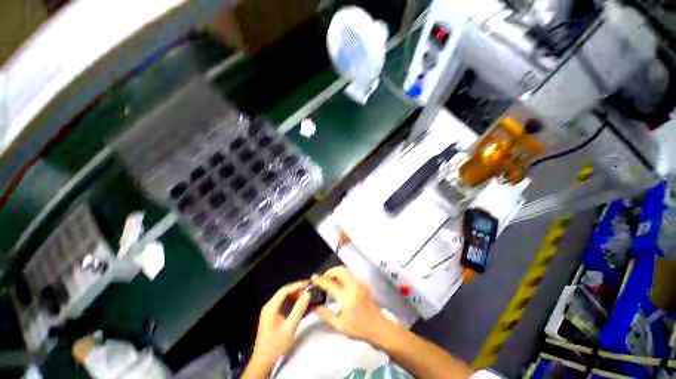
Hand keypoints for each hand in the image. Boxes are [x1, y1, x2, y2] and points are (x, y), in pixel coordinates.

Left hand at [247, 281, 310, 375]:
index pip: (285, 290)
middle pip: (284, 292)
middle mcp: (269, 306)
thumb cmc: (276, 344)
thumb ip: (299, 309)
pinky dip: (291, 301)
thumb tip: (308, 294)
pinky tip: (298, 303)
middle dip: (297, 289)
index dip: (297, 285)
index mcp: (271, 307)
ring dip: (294, 295)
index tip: (308, 283)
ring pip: (283, 297)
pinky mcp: (271, 315)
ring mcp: (269, 310)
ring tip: (306, 295)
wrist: (263, 361)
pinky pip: (282, 303)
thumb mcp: (290, 327)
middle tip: (309, 289)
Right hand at [311, 266, 392, 342]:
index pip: (330, 284)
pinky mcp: (363, 283)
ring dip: (336, 273)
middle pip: (340, 270)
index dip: (320, 280)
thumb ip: (325, 314)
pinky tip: (338, 284)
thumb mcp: (340, 325)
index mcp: (347, 297)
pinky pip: (350, 274)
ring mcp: (359, 283)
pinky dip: (342, 275)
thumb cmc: (359, 328)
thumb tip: (314, 306)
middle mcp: (353, 286)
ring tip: (329, 281)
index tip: (313, 278)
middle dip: (329, 272)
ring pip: (345, 270)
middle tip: (323, 279)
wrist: (379, 326)